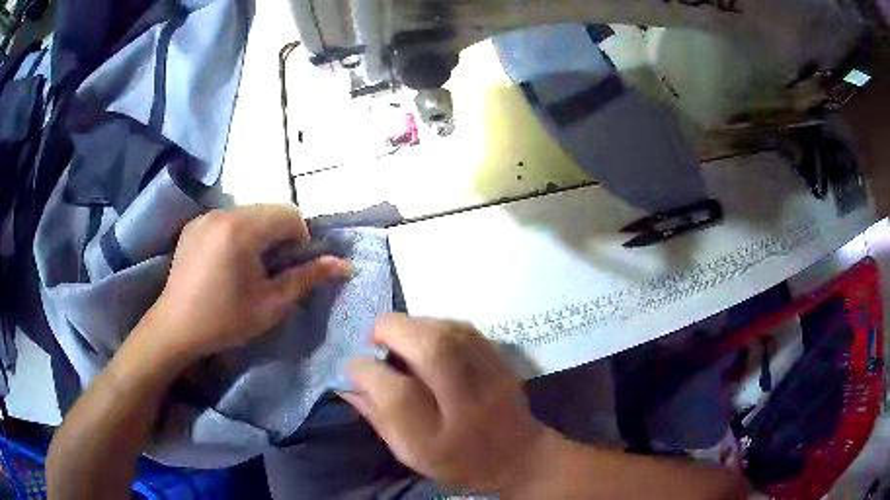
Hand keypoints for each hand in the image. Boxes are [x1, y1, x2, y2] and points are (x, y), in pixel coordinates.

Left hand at [146, 204, 351, 360]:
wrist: (176, 327)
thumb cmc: (225, 320)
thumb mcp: (271, 305)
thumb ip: (307, 279)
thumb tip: (343, 264)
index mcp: (241, 230)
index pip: (288, 214)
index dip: (299, 238)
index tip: (289, 267)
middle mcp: (222, 213)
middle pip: (268, 209)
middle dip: (279, 235)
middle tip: (271, 269)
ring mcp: (204, 216)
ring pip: (248, 213)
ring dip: (259, 233)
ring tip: (249, 266)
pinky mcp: (193, 224)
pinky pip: (227, 218)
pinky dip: (238, 233)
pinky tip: (227, 261)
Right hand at [341, 314, 544, 492]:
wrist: (518, 456)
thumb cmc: (457, 461)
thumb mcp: (410, 453)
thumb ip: (378, 417)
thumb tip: (348, 383)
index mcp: (437, 438)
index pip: (395, 394)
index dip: (366, 372)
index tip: (354, 365)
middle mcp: (467, 404)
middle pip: (430, 349)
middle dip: (392, 330)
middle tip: (373, 335)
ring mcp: (491, 378)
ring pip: (449, 331)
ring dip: (414, 323)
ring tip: (397, 332)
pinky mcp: (503, 361)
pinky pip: (466, 329)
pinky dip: (438, 324)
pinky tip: (426, 333)